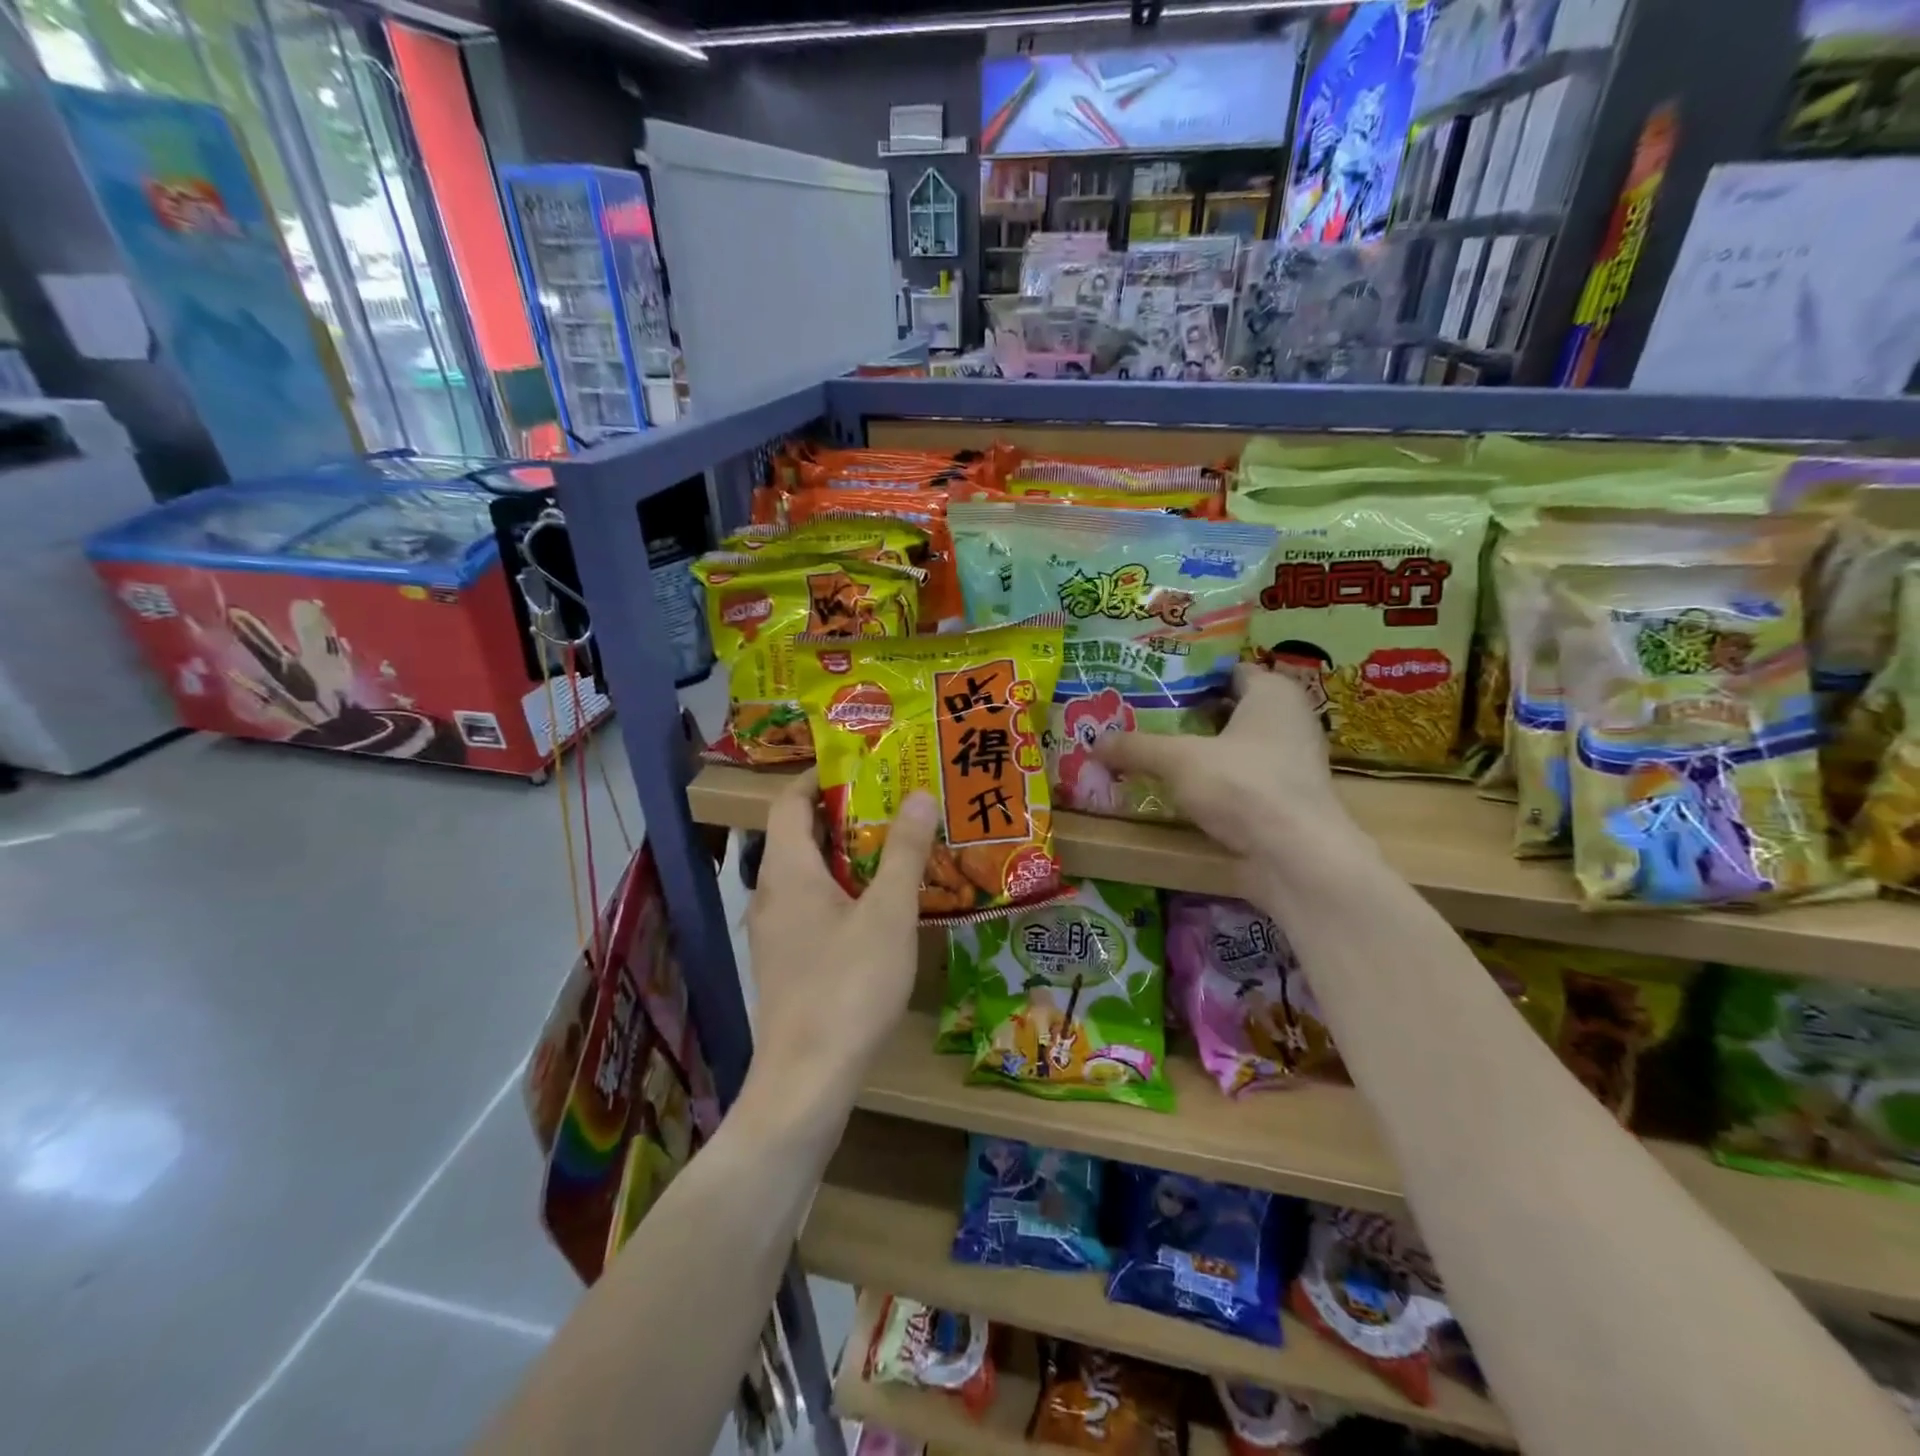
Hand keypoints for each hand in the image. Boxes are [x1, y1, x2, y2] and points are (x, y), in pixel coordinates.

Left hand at [742, 770, 938, 1107]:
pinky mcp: (785, 963)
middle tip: (890, 803)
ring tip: (890, 849)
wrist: (807, 1080)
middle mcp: (770, 894)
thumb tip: (918, 793)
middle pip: (797, 836)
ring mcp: (774, 932)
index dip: (818, 777)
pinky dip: (838, 891)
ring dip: (843, 855)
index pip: (789, 801)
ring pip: (805, 874)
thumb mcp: (888, 913)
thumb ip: (903, 851)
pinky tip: (876, 909)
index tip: (859, 766)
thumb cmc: (848, 985)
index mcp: (787, 871)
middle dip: (841, 814)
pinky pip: (808, 907)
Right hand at [1094, 665, 1369, 885]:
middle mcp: (1289, 720)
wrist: (1296, 858)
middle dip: (1185, 716)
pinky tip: (1176, 789)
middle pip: (1227, 709)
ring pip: (1232, 746)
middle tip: (1139, 719)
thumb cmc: (1243, 787)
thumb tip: (1094, 743)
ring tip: (1149, 752)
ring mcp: (1290, 762)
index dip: (1187, 677)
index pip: (1225, 671)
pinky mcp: (1283, 799)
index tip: (1148, 686)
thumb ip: (1136, 747)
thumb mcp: (1178, 760)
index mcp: (1273, 693)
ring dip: (1196, 751)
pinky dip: (1211, 781)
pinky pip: (1239, 778)